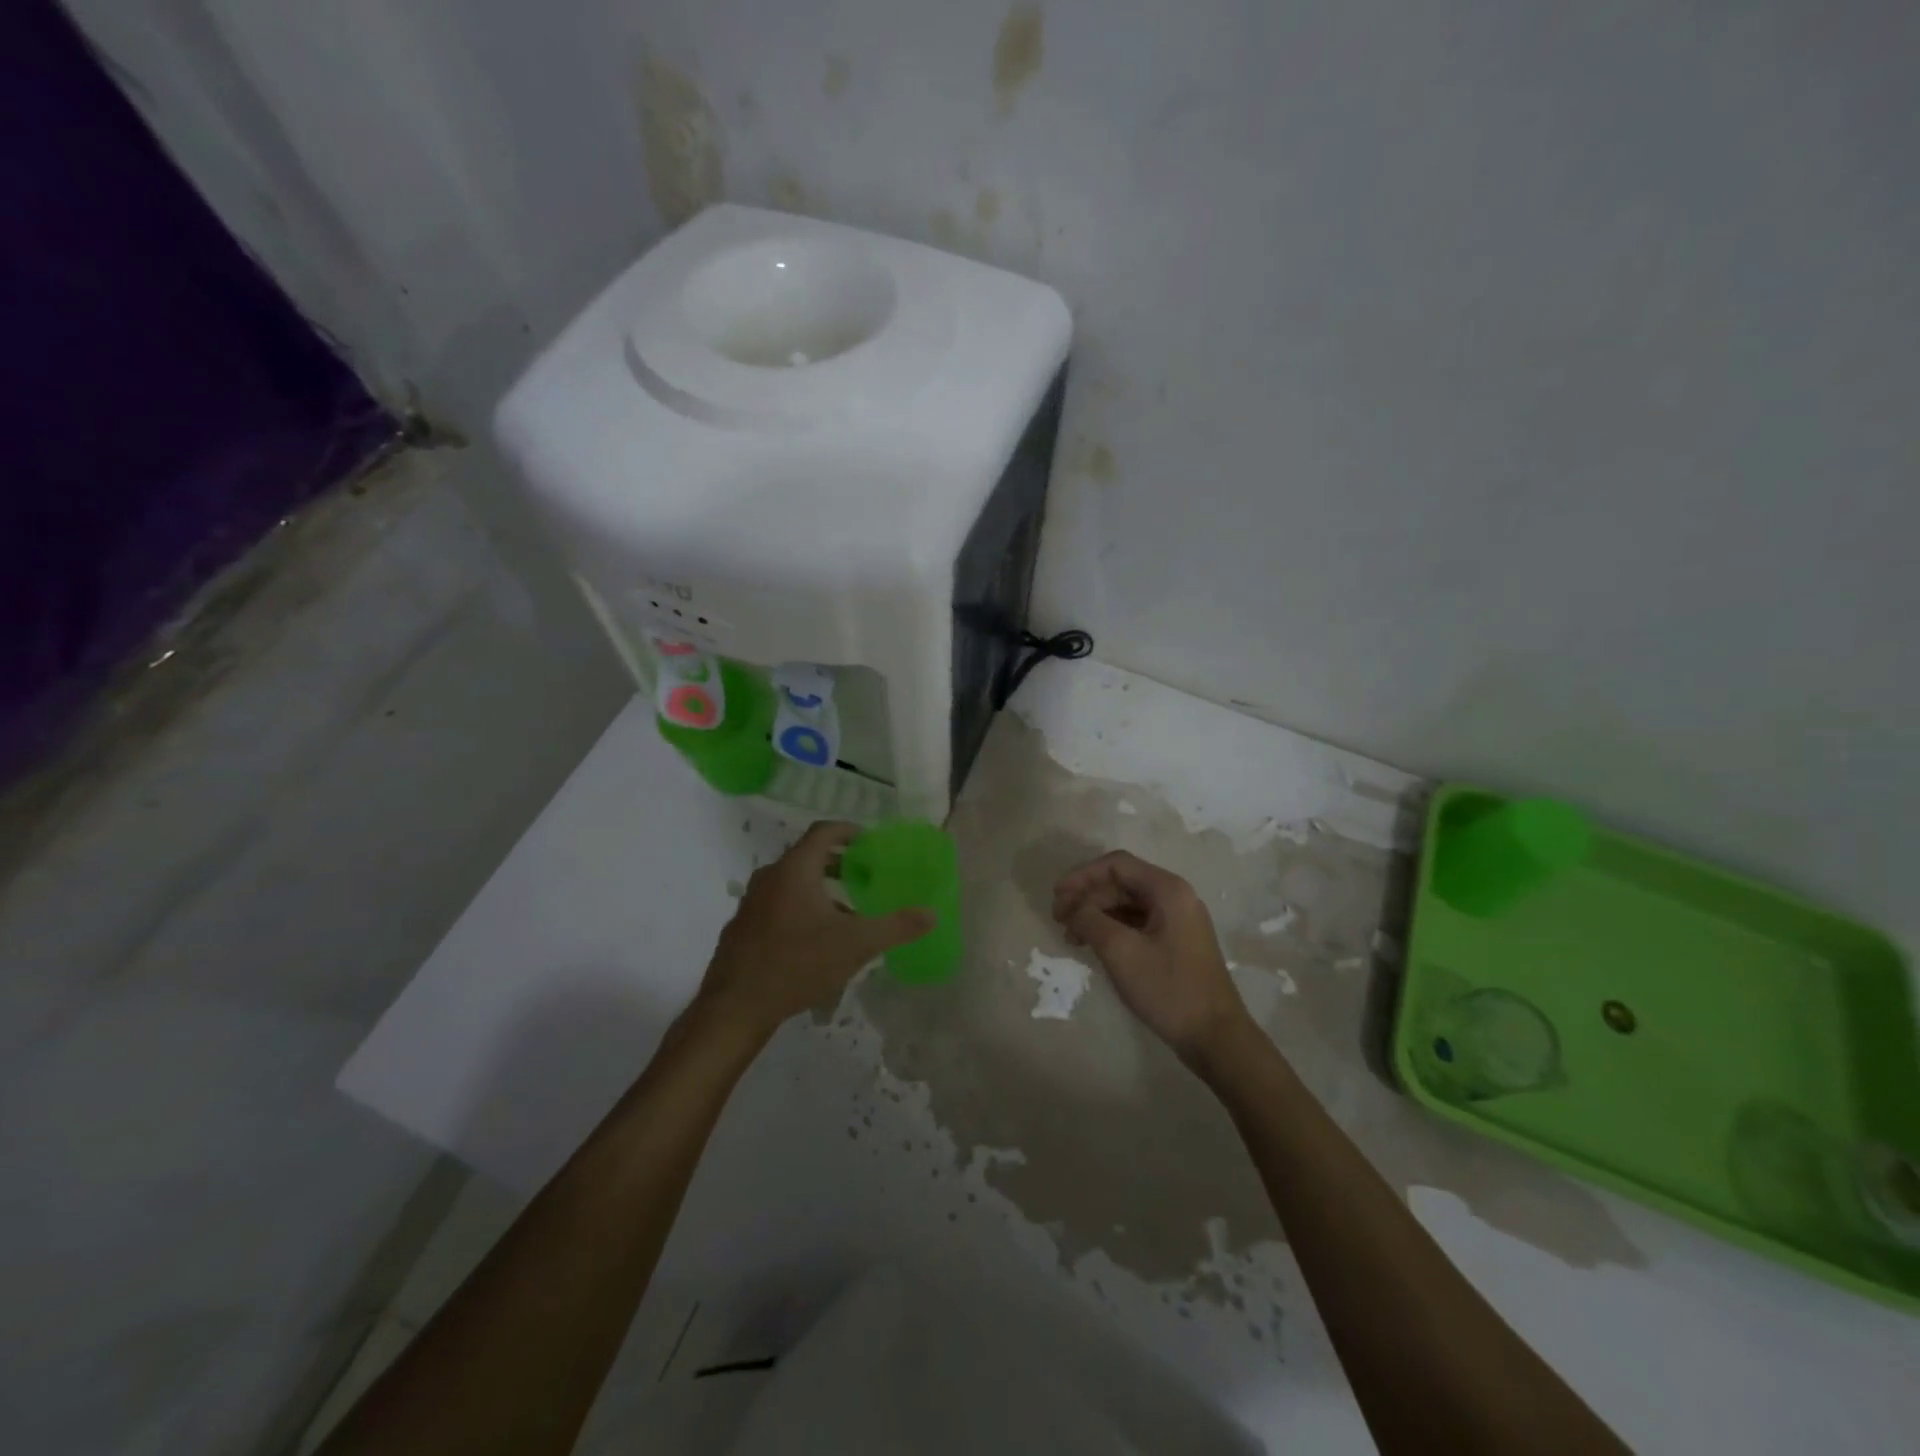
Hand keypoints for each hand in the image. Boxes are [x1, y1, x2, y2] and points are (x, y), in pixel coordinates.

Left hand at [696, 821, 934, 1039]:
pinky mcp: (743, 927)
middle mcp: (770, 877)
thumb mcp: (856, 945)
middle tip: (864, 876)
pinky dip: (799, 908)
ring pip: (792, 883)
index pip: (824, 832)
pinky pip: (777, 905)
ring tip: (845, 913)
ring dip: (820, 889)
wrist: (736, 1006)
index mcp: (796, 869)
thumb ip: (895, 927)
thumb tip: (931, 914)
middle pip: (807, 856)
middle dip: (838, 863)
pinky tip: (814, 941)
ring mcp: (751, 902)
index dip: (849, 831)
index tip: (870, 843)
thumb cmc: (798, 964)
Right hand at [1052, 851, 1254, 1065]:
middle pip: (1121, 882)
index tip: (1056, 896)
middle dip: (1087, 897)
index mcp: (1168, 890)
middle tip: (1059, 920)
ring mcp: (1178, 920)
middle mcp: (1176, 897)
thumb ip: (1089, 919)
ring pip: (1128, 904)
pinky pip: (1137, 923)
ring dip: (1096, 914)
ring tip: (1071, 936)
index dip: (1082, 876)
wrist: (1215, 1037)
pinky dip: (1112, 929)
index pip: (1116, 864)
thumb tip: (1070, 905)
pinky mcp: (1176, 942)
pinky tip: (1094, 945)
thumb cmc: (1168, 989)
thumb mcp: (1120, 951)